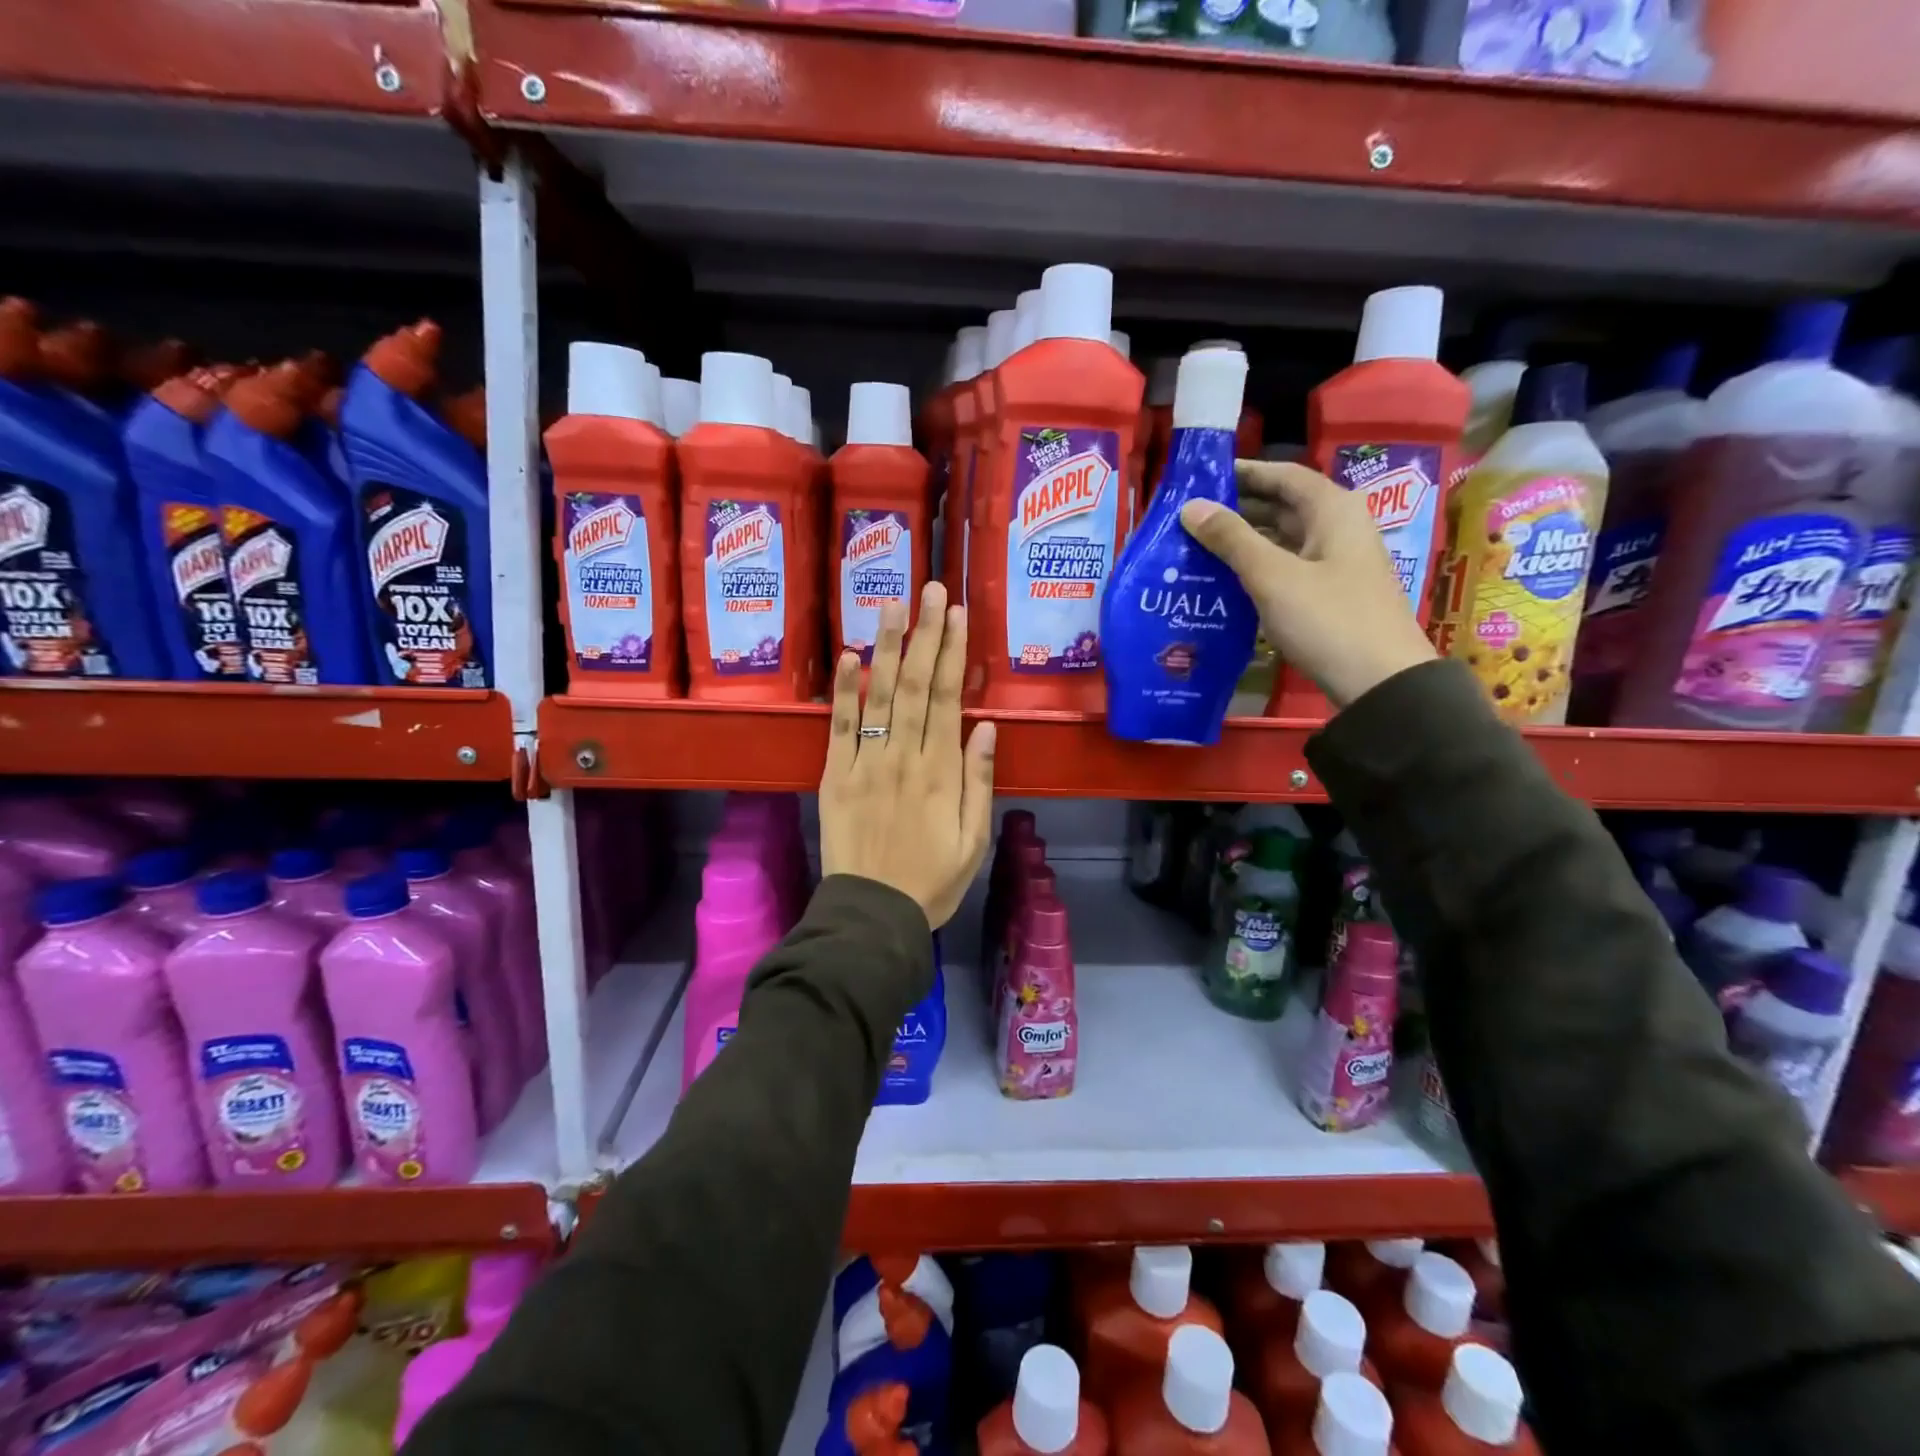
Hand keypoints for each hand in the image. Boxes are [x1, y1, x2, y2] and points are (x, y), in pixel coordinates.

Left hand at [819, 582, 995, 928]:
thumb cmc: (932, 881)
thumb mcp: (974, 839)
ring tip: (891, 604)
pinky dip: (844, 690)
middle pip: (916, 685)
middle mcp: (904, 757)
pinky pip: (840, 727)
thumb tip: (986, 726)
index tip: (956, 614)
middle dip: (924, 634)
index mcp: (942, 772)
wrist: (873, 915)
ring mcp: (866, 764)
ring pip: (879, 696)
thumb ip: (980, 781)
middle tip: (929, 589)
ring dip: (887, 647)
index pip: (948, 698)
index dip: (952, 652)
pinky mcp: (835, 776)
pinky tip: (849, 655)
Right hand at [1180, 460, 1436, 709]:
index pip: (1282, 475)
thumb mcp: (1272, 576)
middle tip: (1189, 517)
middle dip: (1237, 508)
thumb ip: (1231, 539)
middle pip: (1282, 505)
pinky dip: (1256, 567)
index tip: (1199, 478)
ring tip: (1197, 547)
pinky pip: (1287, 567)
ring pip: (1282, 538)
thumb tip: (1191, 506)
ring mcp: (1336, 562)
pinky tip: (1224, 580)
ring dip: (1243, 540)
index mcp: (1333, 510)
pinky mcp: (1330, 593)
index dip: (1242, 472)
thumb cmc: (1328, 619)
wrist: (1380, 681)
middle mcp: (1338, 527)